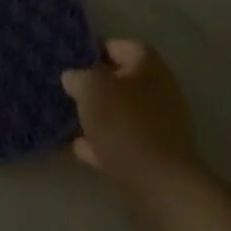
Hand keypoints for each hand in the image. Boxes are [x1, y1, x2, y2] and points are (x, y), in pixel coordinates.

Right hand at [61, 40, 207, 201]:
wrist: (158, 183)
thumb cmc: (124, 123)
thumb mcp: (91, 87)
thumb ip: (79, 76)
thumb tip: (75, 77)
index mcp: (149, 67)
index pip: (122, 46)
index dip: (95, 49)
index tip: (71, 60)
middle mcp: (161, 92)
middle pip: (123, 81)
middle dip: (96, 86)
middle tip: (69, 90)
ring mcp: (161, 126)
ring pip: (122, 113)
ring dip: (98, 115)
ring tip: (70, 119)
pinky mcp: (155, 156)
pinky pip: (123, 141)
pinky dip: (102, 143)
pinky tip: (79, 148)